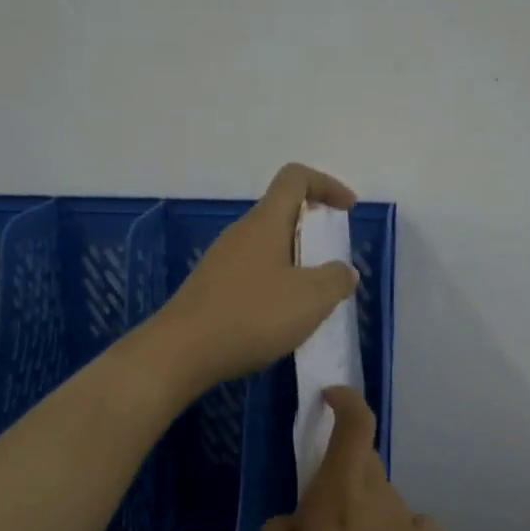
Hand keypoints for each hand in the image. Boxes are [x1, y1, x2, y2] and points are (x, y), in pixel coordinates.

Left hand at [154, 163, 358, 391]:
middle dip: (314, 232)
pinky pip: (253, 274)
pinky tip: (280, 321)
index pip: (295, 178)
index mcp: (265, 222)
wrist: (182, 352)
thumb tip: (342, 271)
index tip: (348, 210)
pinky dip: (275, 286)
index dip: (327, 185)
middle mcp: (240, 233)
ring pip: (267, 247)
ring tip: (312, 300)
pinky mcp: (211, 288)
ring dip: (296, 264)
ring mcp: (221, 261)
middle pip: (281, 213)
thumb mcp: (310, 299)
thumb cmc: (251, 316)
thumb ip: (336, 279)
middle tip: (333, 265)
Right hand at [252, 386, 446, 530]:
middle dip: (341, 474)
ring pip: (382, 498)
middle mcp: (382, 501)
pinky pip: (407, 526)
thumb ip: (278, 529)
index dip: (345, 401)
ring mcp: (414, 528)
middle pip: (364, 462)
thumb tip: (299, 516)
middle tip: (319, 520)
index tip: (329, 398)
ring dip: (363, 511)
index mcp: (338, 499)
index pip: (355, 426)